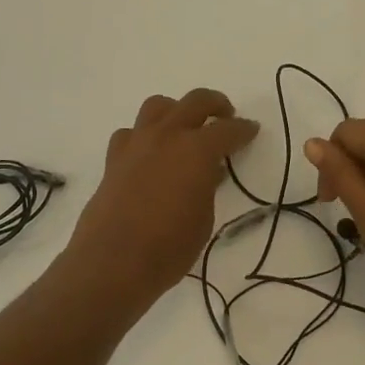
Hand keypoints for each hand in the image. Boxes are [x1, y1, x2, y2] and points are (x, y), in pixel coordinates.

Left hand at [61, 89, 259, 311]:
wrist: (112, 262)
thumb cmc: (168, 248)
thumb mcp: (203, 219)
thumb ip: (206, 187)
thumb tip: (206, 171)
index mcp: (197, 150)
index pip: (228, 130)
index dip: (244, 129)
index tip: (252, 130)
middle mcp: (167, 136)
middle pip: (195, 101)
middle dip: (215, 104)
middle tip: (225, 116)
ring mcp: (137, 143)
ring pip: (158, 106)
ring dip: (176, 110)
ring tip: (184, 128)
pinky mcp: (114, 158)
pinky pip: (131, 132)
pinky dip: (144, 135)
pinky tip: (149, 153)